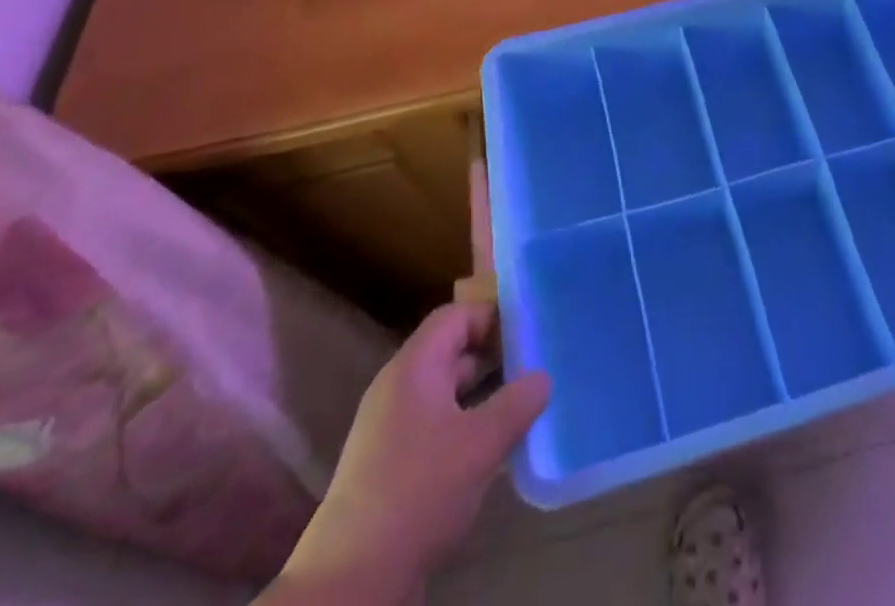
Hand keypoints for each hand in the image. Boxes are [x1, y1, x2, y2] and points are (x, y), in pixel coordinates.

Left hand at [267, 301, 550, 601]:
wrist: (352, 581)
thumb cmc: (419, 491)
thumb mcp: (482, 443)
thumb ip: (517, 403)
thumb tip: (542, 377)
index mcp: (415, 366)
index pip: (457, 315)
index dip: (493, 316)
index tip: (529, 331)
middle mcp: (398, 386)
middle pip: (451, 350)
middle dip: (494, 356)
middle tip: (535, 365)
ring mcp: (390, 426)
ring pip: (445, 390)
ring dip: (482, 394)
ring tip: (522, 405)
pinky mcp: (389, 463)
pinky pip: (435, 423)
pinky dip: (465, 424)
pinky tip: (491, 448)